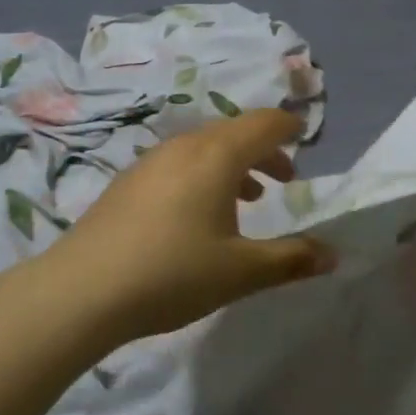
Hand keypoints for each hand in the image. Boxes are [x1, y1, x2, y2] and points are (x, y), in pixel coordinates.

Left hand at [44, 108, 335, 340]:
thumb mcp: (241, 271)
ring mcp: (151, 161)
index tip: (305, 136)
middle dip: (265, 150)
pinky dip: (204, 173)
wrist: (81, 290)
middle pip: (234, 131)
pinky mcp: (128, 182)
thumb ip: (291, 259)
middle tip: (285, 178)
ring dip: (234, 164)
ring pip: (204, 147)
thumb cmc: (173, 273)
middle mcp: (185, 146)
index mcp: (217, 155)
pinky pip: (179, 163)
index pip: (264, 124)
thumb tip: (334, 254)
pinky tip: (198, 213)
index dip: (289, 127)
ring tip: (249, 198)